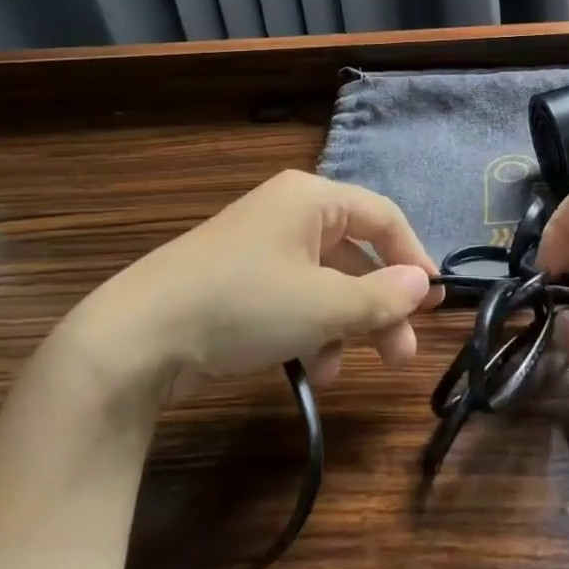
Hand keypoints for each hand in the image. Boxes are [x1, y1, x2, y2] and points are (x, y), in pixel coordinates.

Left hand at [62, 171, 437, 400]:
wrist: (133, 340)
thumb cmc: (243, 305)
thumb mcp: (324, 304)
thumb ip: (383, 296)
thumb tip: (423, 284)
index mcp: (312, 199)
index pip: (383, 218)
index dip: (415, 257)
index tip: (436, 301)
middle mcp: (289, 213)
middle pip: (356, 255)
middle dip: (382, 305)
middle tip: (402, 353)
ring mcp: (261, 247)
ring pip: (327, 282)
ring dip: (347, 325)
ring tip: (352, 368)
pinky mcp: (238, 281)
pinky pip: (294, 298)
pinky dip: (312, 330)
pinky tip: (315, 369)